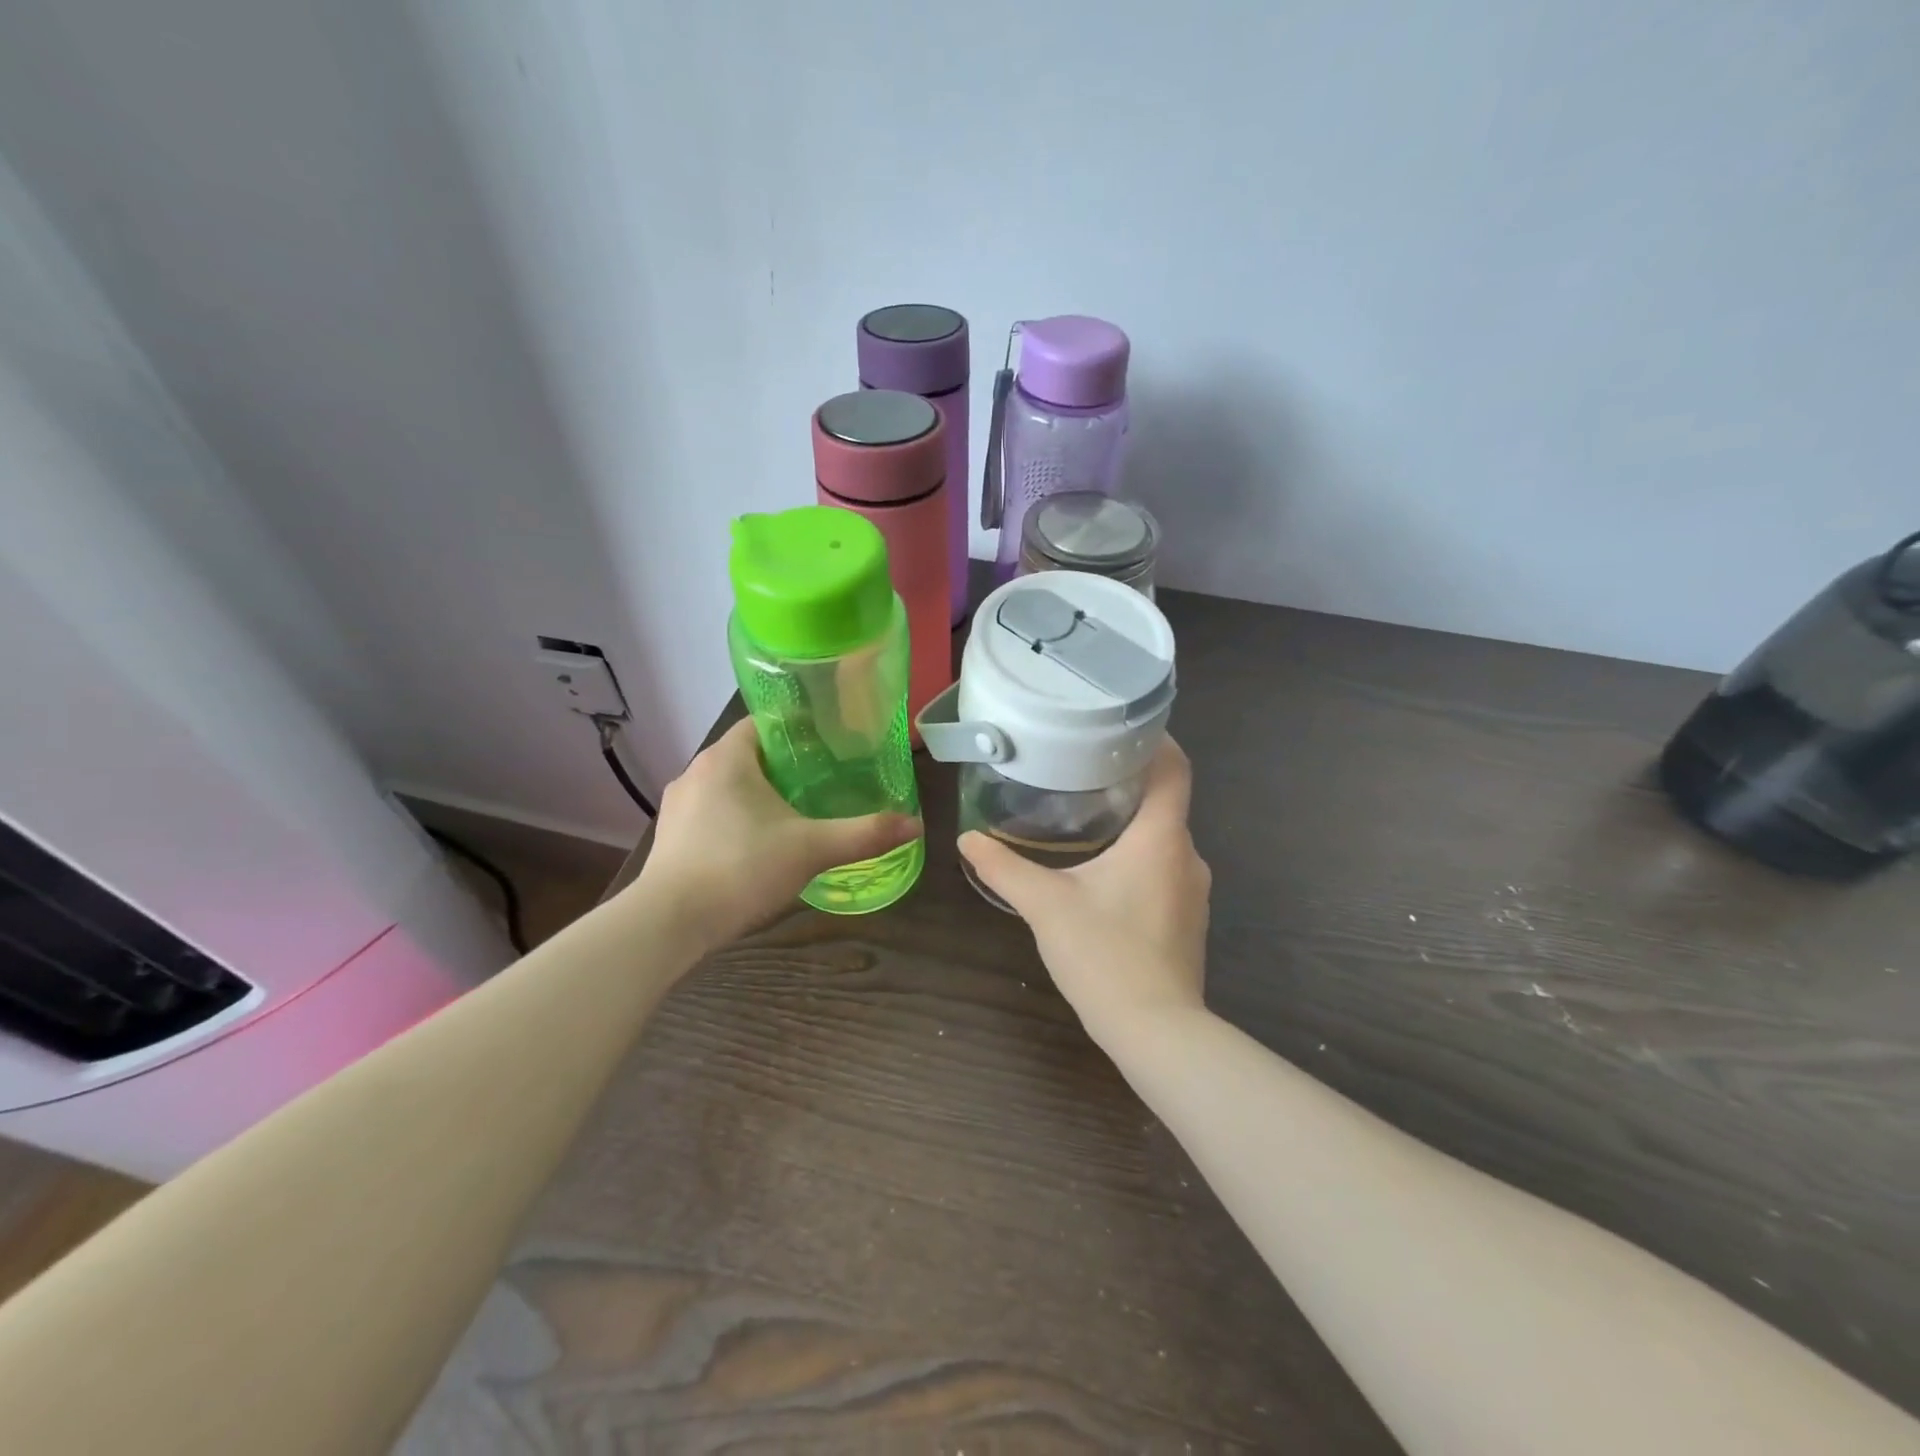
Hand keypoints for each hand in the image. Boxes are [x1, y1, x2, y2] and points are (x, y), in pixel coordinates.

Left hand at [635, 718, 921, 951]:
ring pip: (727, 787)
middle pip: (748, 755)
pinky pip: (711, 814)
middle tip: (824, 782)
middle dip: (784, 766)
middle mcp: (696, 772)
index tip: (830, 745)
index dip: (799, 730)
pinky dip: (736, 820)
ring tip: (795, 813)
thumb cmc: (741, 868)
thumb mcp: (811, 849)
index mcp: (727, 758)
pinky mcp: (670, 837)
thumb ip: (864, 835)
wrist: (669, 924)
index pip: (764, 723)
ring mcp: (677, 806)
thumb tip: (915, 825)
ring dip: (758, 795)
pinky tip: (757, 845)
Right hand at [958, 738, 1210, 1045]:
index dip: (1156, 740)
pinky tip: (1103, 872)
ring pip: (1164, 839)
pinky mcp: (1187, 920)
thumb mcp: (1046, 905)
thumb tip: (967, 839)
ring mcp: (1194, 891)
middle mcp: (1188, 855)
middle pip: (1167, 801)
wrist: (1156, 1031)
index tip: (1120, 727)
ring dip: (1133, 824)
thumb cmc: (1105, 954)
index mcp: (1162, 838)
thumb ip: (1004, 868)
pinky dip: (1139, 857)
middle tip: (1082, 770)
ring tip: (1087, 816)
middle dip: (1129, 782)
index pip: (1175, 768)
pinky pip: (1165, 870)